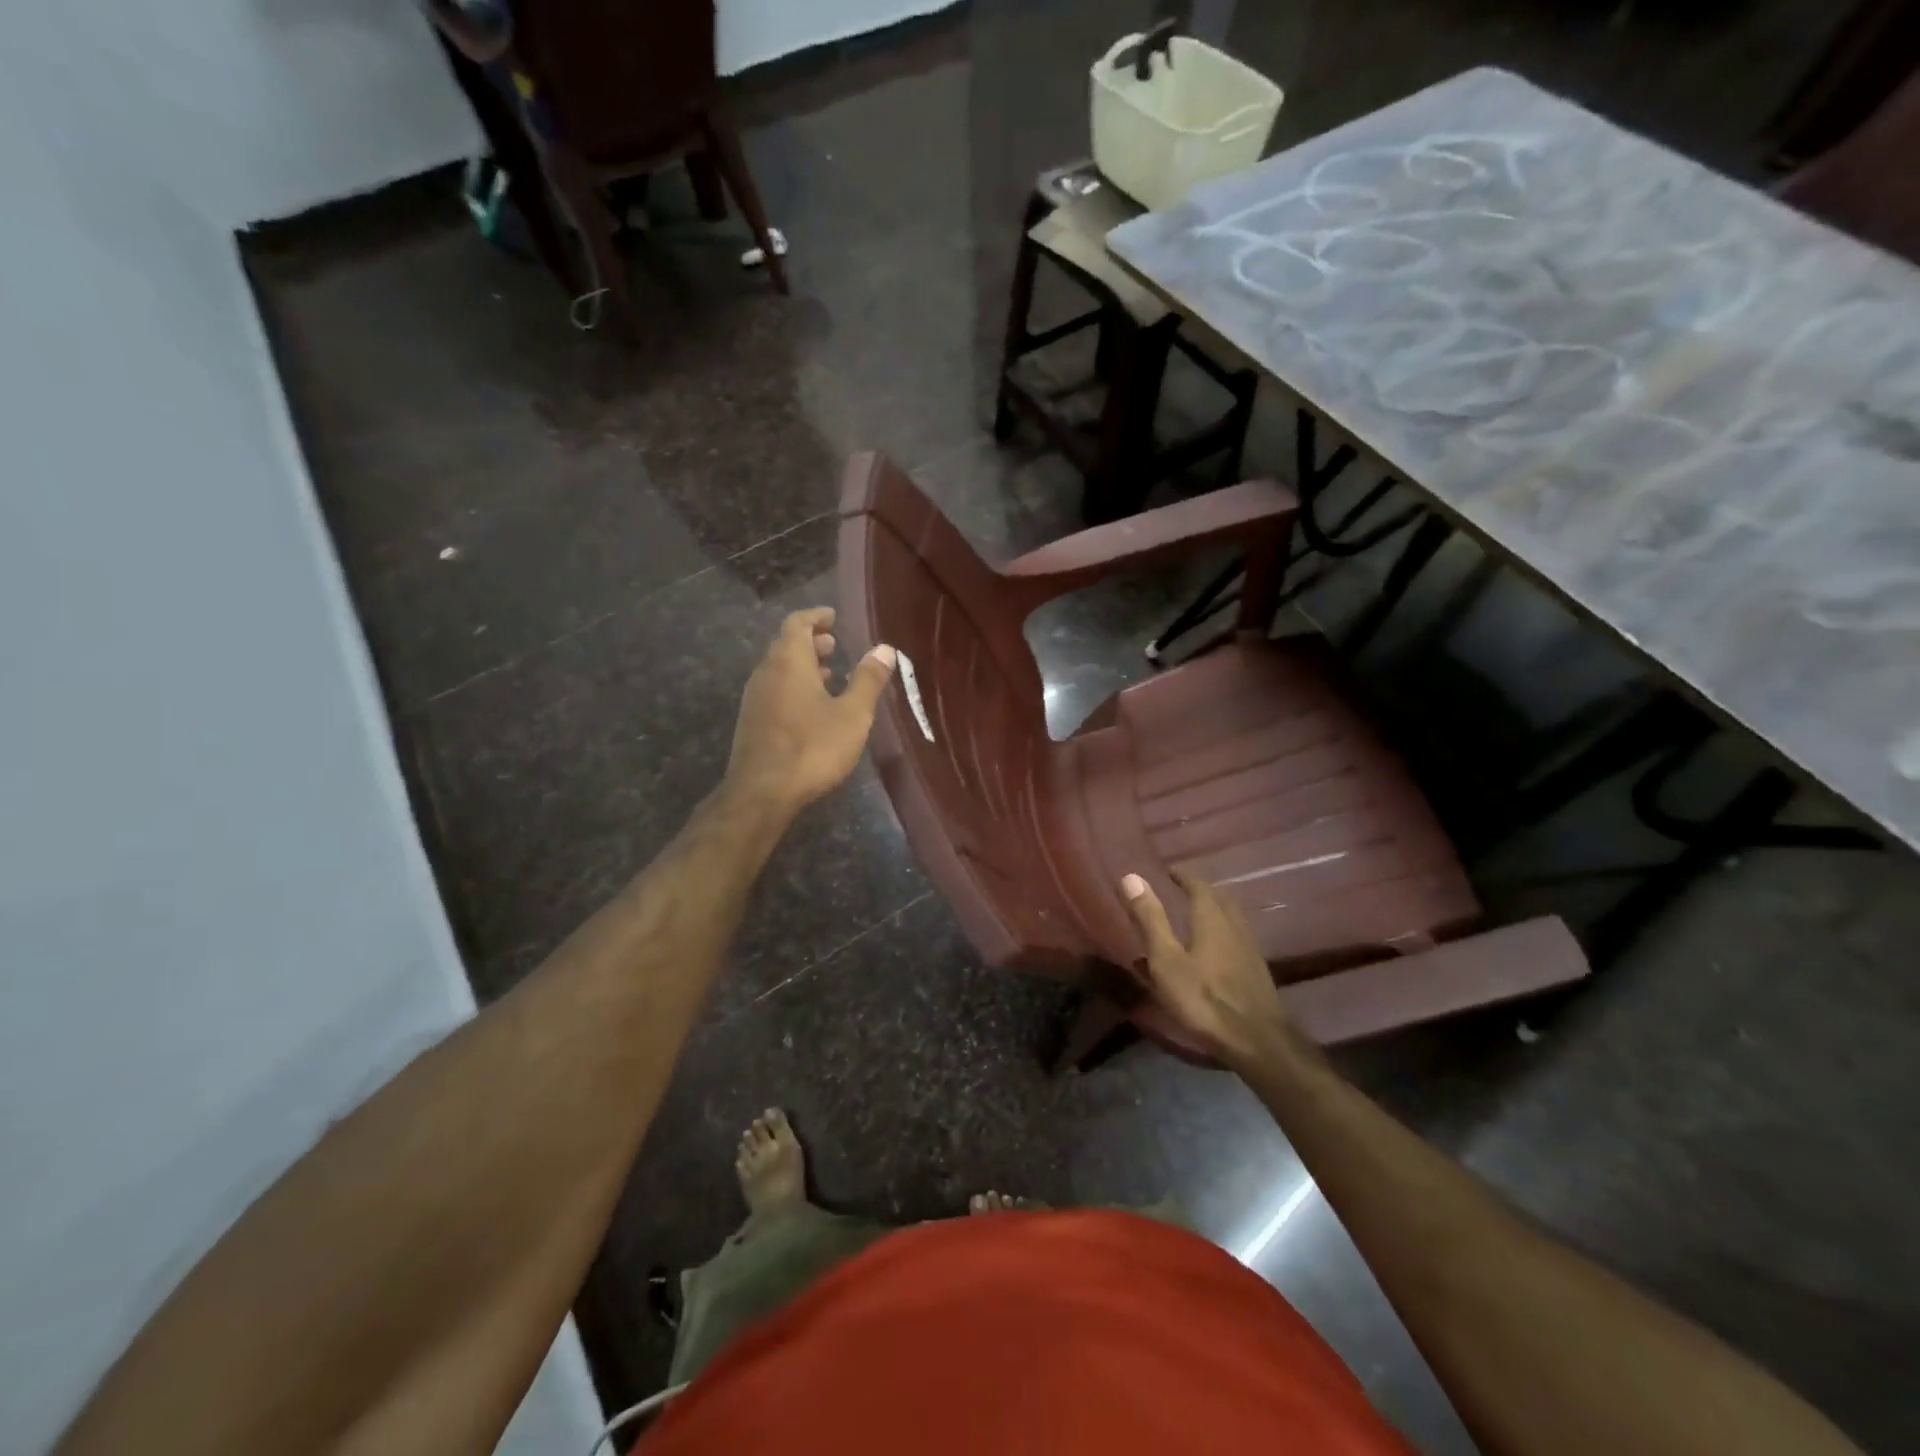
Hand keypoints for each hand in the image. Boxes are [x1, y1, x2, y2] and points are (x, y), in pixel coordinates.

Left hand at [726, 607, 895, 815]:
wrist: (762, 792)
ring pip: (779, 670)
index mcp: (789, 662)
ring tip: (829, 675)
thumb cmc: (812, 748)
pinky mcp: (752, 722)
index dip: (816, 617)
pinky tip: (812, 708)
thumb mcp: (852, 715)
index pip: (797, 623)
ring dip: (803, 666)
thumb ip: (868, 680)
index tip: (833, 617)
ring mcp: (754, 699)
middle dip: (811, 641)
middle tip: (835, 645)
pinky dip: (794, 686)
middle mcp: (766, 673)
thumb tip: (885, 649)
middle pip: (786, 645)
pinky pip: (774, 690)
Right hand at [1120, 869, 1300, 1069]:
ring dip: (1214, 911)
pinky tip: (1212, 952)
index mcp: (1211, 919)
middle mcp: (1234, 927)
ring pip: (1231, 919)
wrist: (1257, 1042)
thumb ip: (1150, 919)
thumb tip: (1131, 876)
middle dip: (1201, 890)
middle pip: (1220, 899)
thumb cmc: (1203, 999)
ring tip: (1195, 916)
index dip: (1184, 876)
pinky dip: (1221, 934)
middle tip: (1183, 889)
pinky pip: (1236, 939)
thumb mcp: (1166, 960)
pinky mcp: (1256, 973)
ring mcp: (1249, 950)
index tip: (1170, 871)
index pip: (1199, 886)